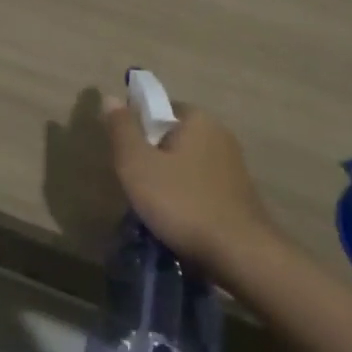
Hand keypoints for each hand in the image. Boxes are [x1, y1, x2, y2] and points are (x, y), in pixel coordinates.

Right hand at [102, 95, 279, 277]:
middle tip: (139, 188)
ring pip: (188, 164)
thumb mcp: (138, 165)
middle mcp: (220, 133)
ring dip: (172, 181)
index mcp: (197, 118)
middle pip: (173, 138)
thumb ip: (122, 130)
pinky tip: (182, 222)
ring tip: (158, 211)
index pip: (158, 110)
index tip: (128, 160)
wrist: (240, 255)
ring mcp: (234, 165)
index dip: (138, 132)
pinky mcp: (241, 194)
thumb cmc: (183, 203)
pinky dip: (190, 198)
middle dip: (154, 159)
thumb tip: (110, 97)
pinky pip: (204, 186)